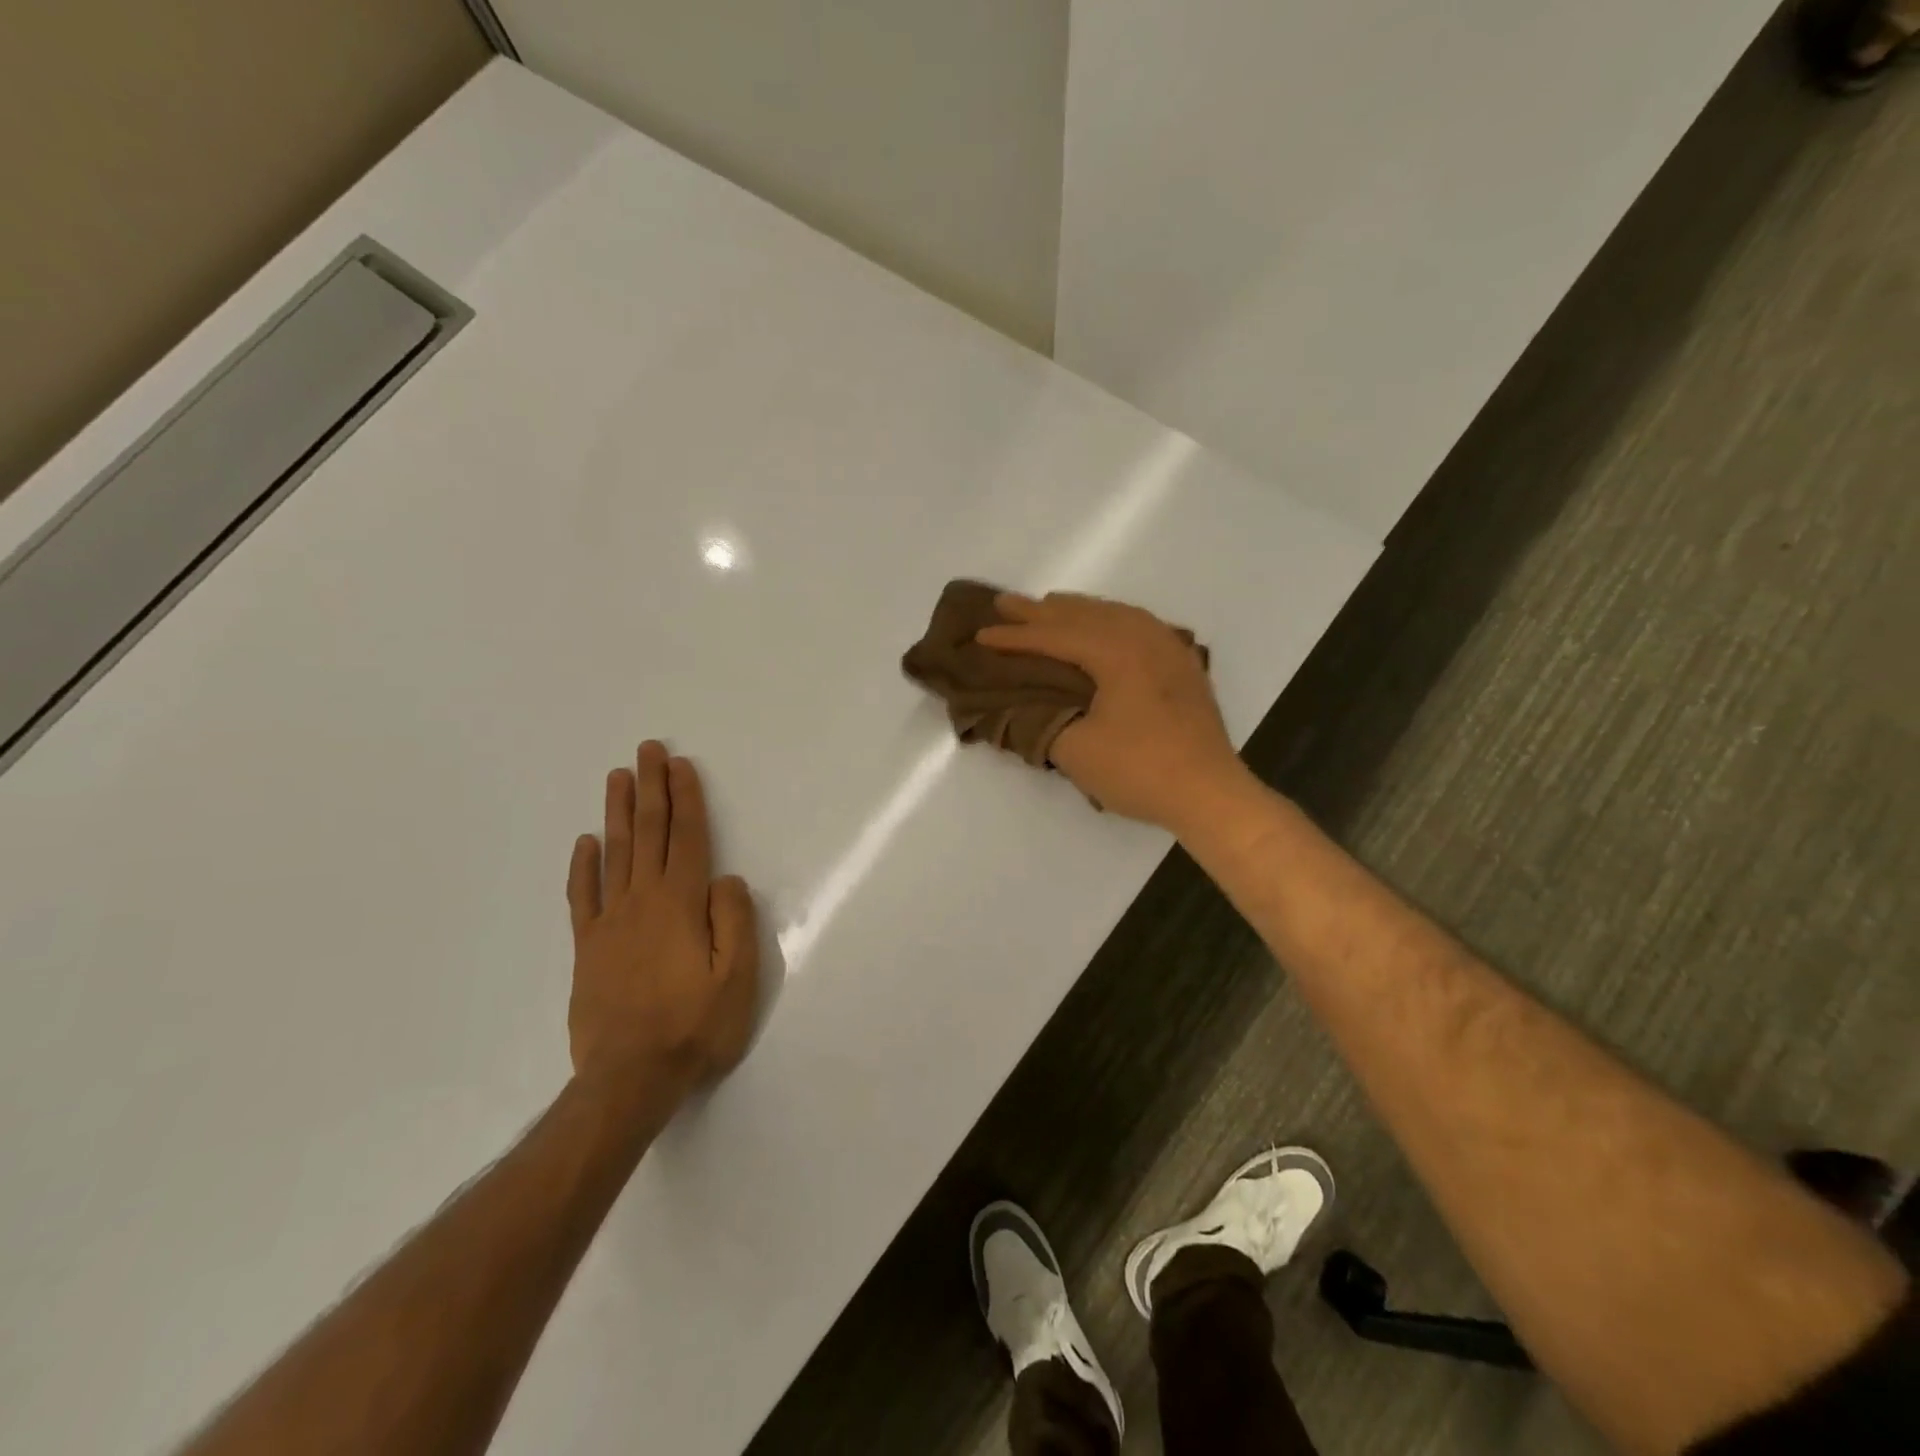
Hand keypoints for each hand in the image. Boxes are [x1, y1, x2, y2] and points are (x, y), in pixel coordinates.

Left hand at [566, 742, 759, 1106]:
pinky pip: (583, 897)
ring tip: (617, 777)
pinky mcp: (588, 948)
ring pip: (614, 854)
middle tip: (647, 749)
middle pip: (648, 833)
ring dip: (617, 812)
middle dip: (650, 788)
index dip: (686, 799)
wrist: (628, 1080)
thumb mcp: (737, 979)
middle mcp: (643, 902)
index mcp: (681, 905)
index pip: (687, 838)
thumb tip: (725, 880)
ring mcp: (610, 923)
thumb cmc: (694, 1028)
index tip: (680, 765)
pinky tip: (584, 843)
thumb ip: (734, 921)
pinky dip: (583, 867)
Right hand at [976, 592, 1245, 831]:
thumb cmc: (1140, 770)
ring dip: (1077, 610)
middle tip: (1005, 602)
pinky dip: (1109, 619)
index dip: (1015, 637)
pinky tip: (1105, 625)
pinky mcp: (1181, 666)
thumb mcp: (1077, 750)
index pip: (1055, 636)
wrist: (1209, 793)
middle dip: (1041, 611)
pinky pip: (1137, 625)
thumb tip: (1026, 705)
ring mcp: (1168, 648)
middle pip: (1083, 615)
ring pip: (1114, 614)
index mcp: (1116, 651)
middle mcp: (1144, 637)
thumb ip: (1044, 720)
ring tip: (1049, 606)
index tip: (981, 635)